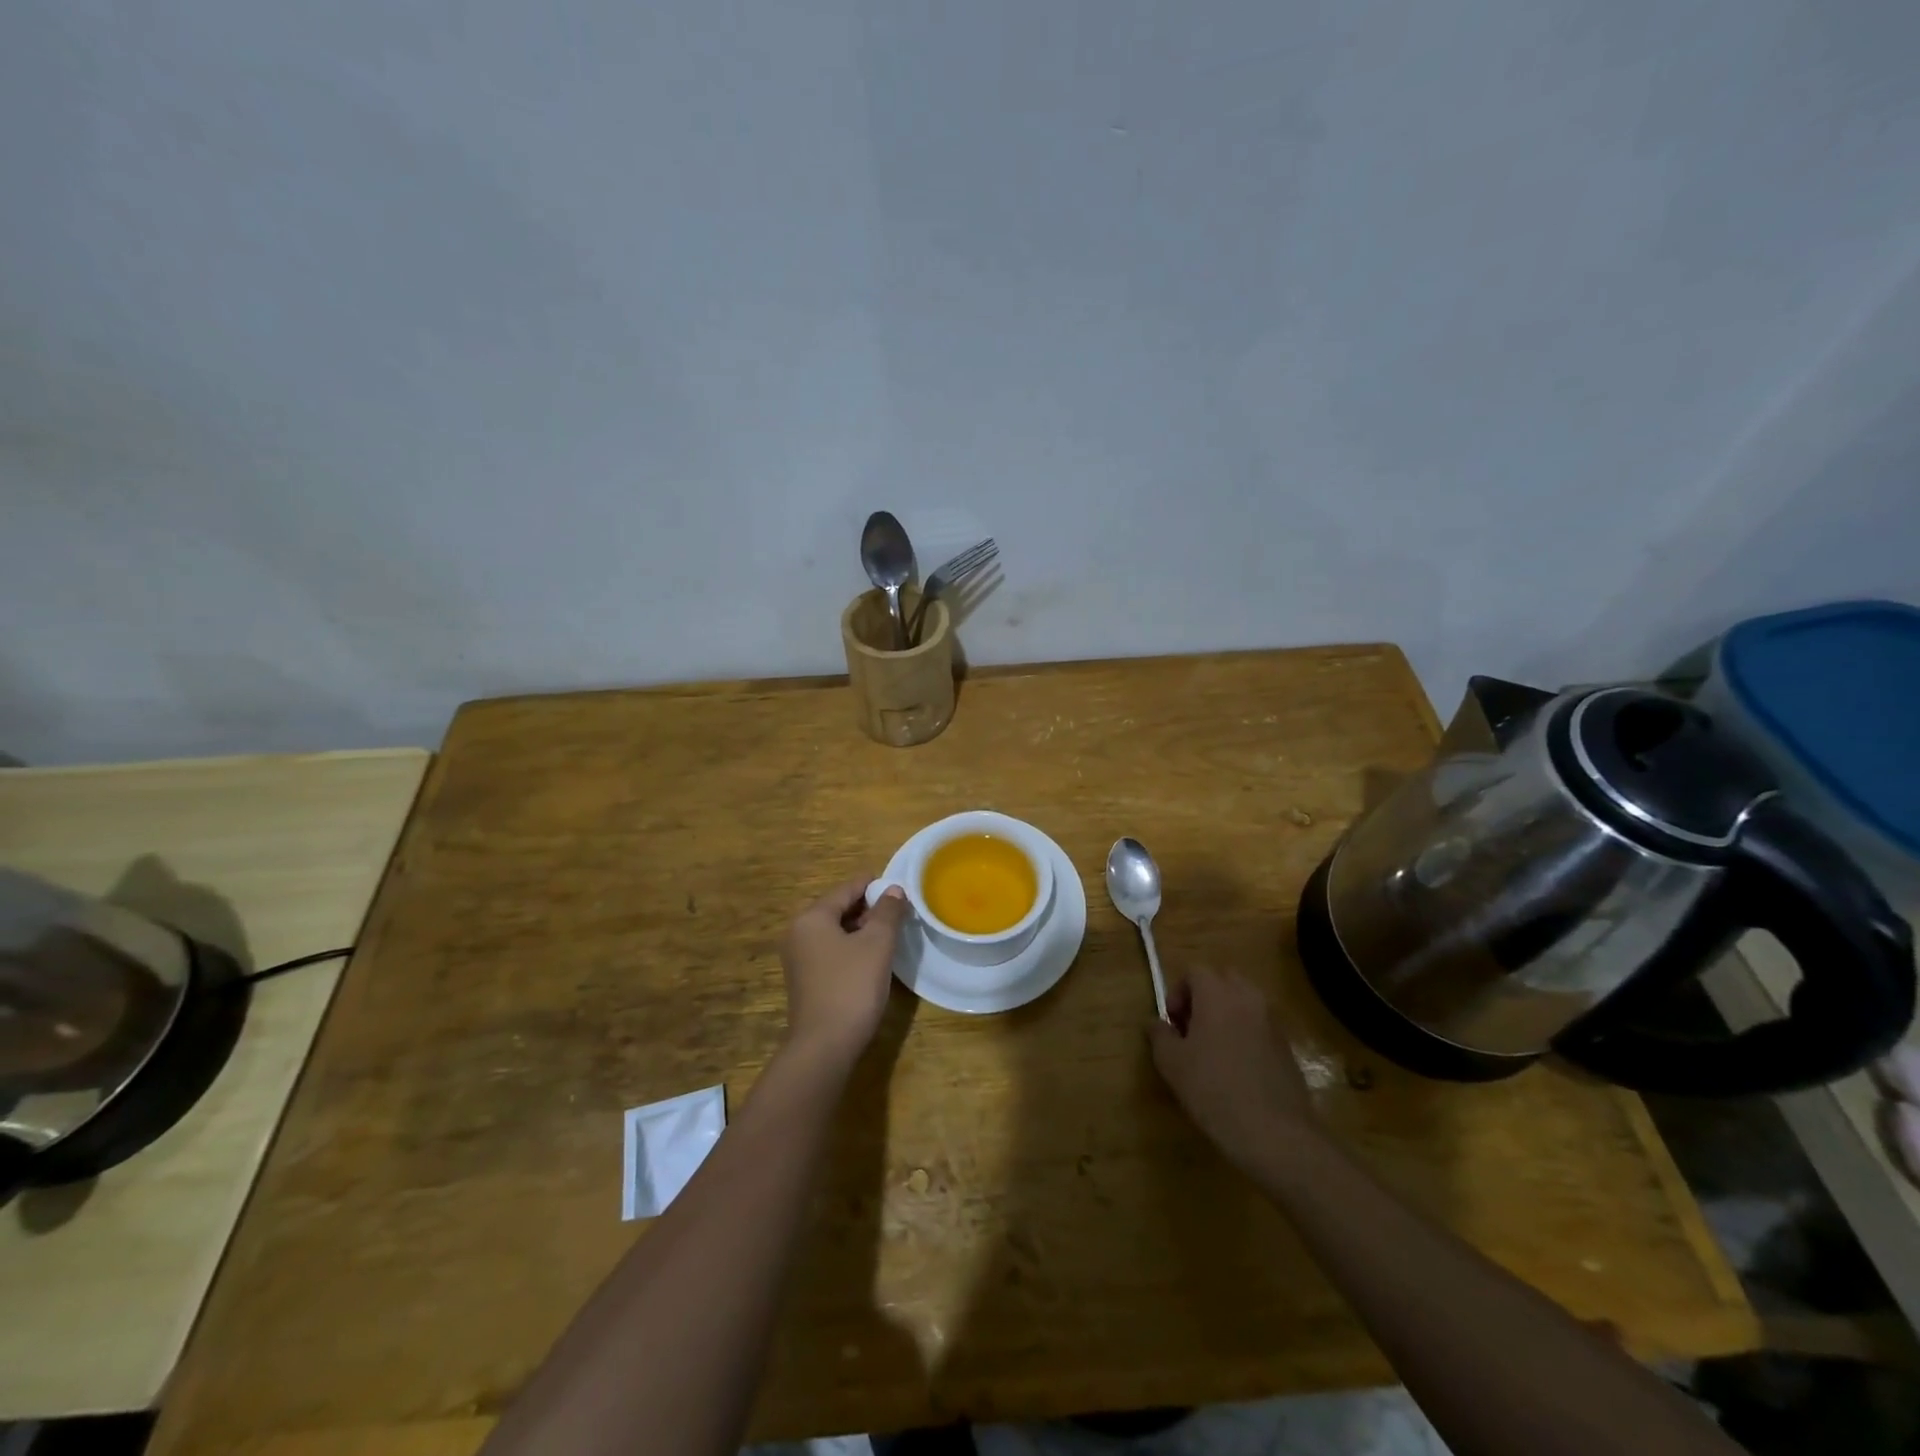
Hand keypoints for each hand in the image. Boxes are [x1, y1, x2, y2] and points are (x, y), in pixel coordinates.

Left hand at [780, 879, 908, 1068]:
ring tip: (890, 932)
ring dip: (861, 928)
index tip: (898, 886)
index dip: (873, 885)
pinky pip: (830, 950)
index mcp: (811, 917)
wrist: (824, 1046)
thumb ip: (887, 912)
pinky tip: (872, 956)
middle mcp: (798, 932)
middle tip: (898, 911)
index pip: (845, 889)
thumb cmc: (852, 986)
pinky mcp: (805, 979)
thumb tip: (894, 890)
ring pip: (834, 931)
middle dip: (868, 908)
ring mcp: (798, 958)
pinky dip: (850, 946)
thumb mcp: (877, 944)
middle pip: (837, 908)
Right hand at [1149, 969, 1316, 1174]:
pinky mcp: (1287, 1047)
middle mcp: (1248, 999)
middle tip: (1191, 1029)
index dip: (1178, 992)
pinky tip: (1236, 1069)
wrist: (1275, 1133)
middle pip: (1223, 979)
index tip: (1172, 1022)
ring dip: (1226, 1014)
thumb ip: (1159, 1035)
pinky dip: (1245, 1034)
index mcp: (1218, 994)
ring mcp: (1272, 1022)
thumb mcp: (1171, 1063)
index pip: (1195, 971)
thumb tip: (1156, 1023)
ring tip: (1212, 1050)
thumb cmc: (1214, 1090)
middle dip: (1204, 997)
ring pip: (1245, 1002)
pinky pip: (1260, 1026)